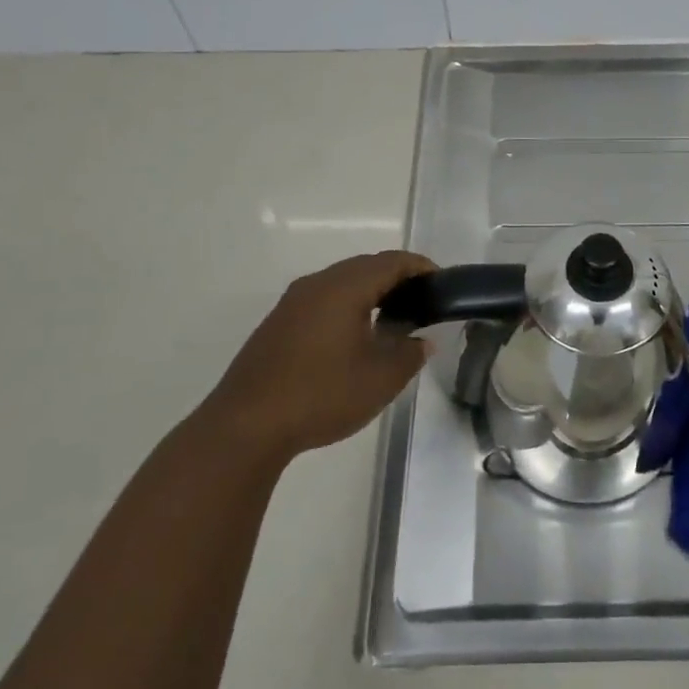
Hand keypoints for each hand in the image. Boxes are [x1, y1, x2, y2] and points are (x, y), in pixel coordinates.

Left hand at [207, 251, 437, 464]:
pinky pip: (322, 300)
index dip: (421, 267)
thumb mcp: (380, 379)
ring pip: (341, 282)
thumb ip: (409, 354)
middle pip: (366, 266)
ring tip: (393, 319)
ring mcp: (292, 303)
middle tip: (422, 301)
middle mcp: (317, 284)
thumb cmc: (321, 395)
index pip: (391, 261)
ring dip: (370, 292)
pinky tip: (354, 337)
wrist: (245, 427)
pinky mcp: (278, 324)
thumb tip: (422, 341)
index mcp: (344, 287)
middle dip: (397, 278)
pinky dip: (347, 306)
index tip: (442, 283)